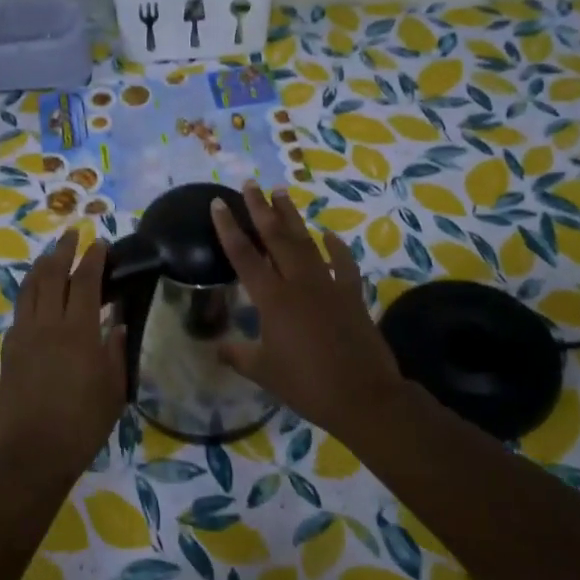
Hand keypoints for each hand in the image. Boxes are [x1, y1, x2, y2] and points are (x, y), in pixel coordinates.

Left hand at [0, 232, 127, 478]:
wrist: (33, 452)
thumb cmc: (83, 423)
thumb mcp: (114, 389)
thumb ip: (116, 351)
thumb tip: (116, 324)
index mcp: (78, 331)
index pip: (85, 281)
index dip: (93, 258)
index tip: (101, 243)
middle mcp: (46, 324)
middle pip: (51, 274)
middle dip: (62, 250)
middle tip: (71, 234)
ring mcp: (23, 335)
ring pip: (29, 288)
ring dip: (41, 266)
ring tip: (50, 254)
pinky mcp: (8, 350)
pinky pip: (19, 312)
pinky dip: (29, 295)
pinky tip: (35, 297)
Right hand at [212, 180, 407, 441]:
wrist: (363, 395)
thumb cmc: (306, 384)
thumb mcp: (263, 371)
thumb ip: (238, 355)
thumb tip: (216, 348)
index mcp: (273, 299)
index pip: (244, 255)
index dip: (229, 228)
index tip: (219, 203)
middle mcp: (299, 283)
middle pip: (276, 237)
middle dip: (261, 209)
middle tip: (250, 184)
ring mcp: (329, 285)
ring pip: (307, 242)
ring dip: (293, 217)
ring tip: (282, 193)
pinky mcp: (352, 295)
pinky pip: (343, 264)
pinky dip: (336, 247)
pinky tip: (329, 234)